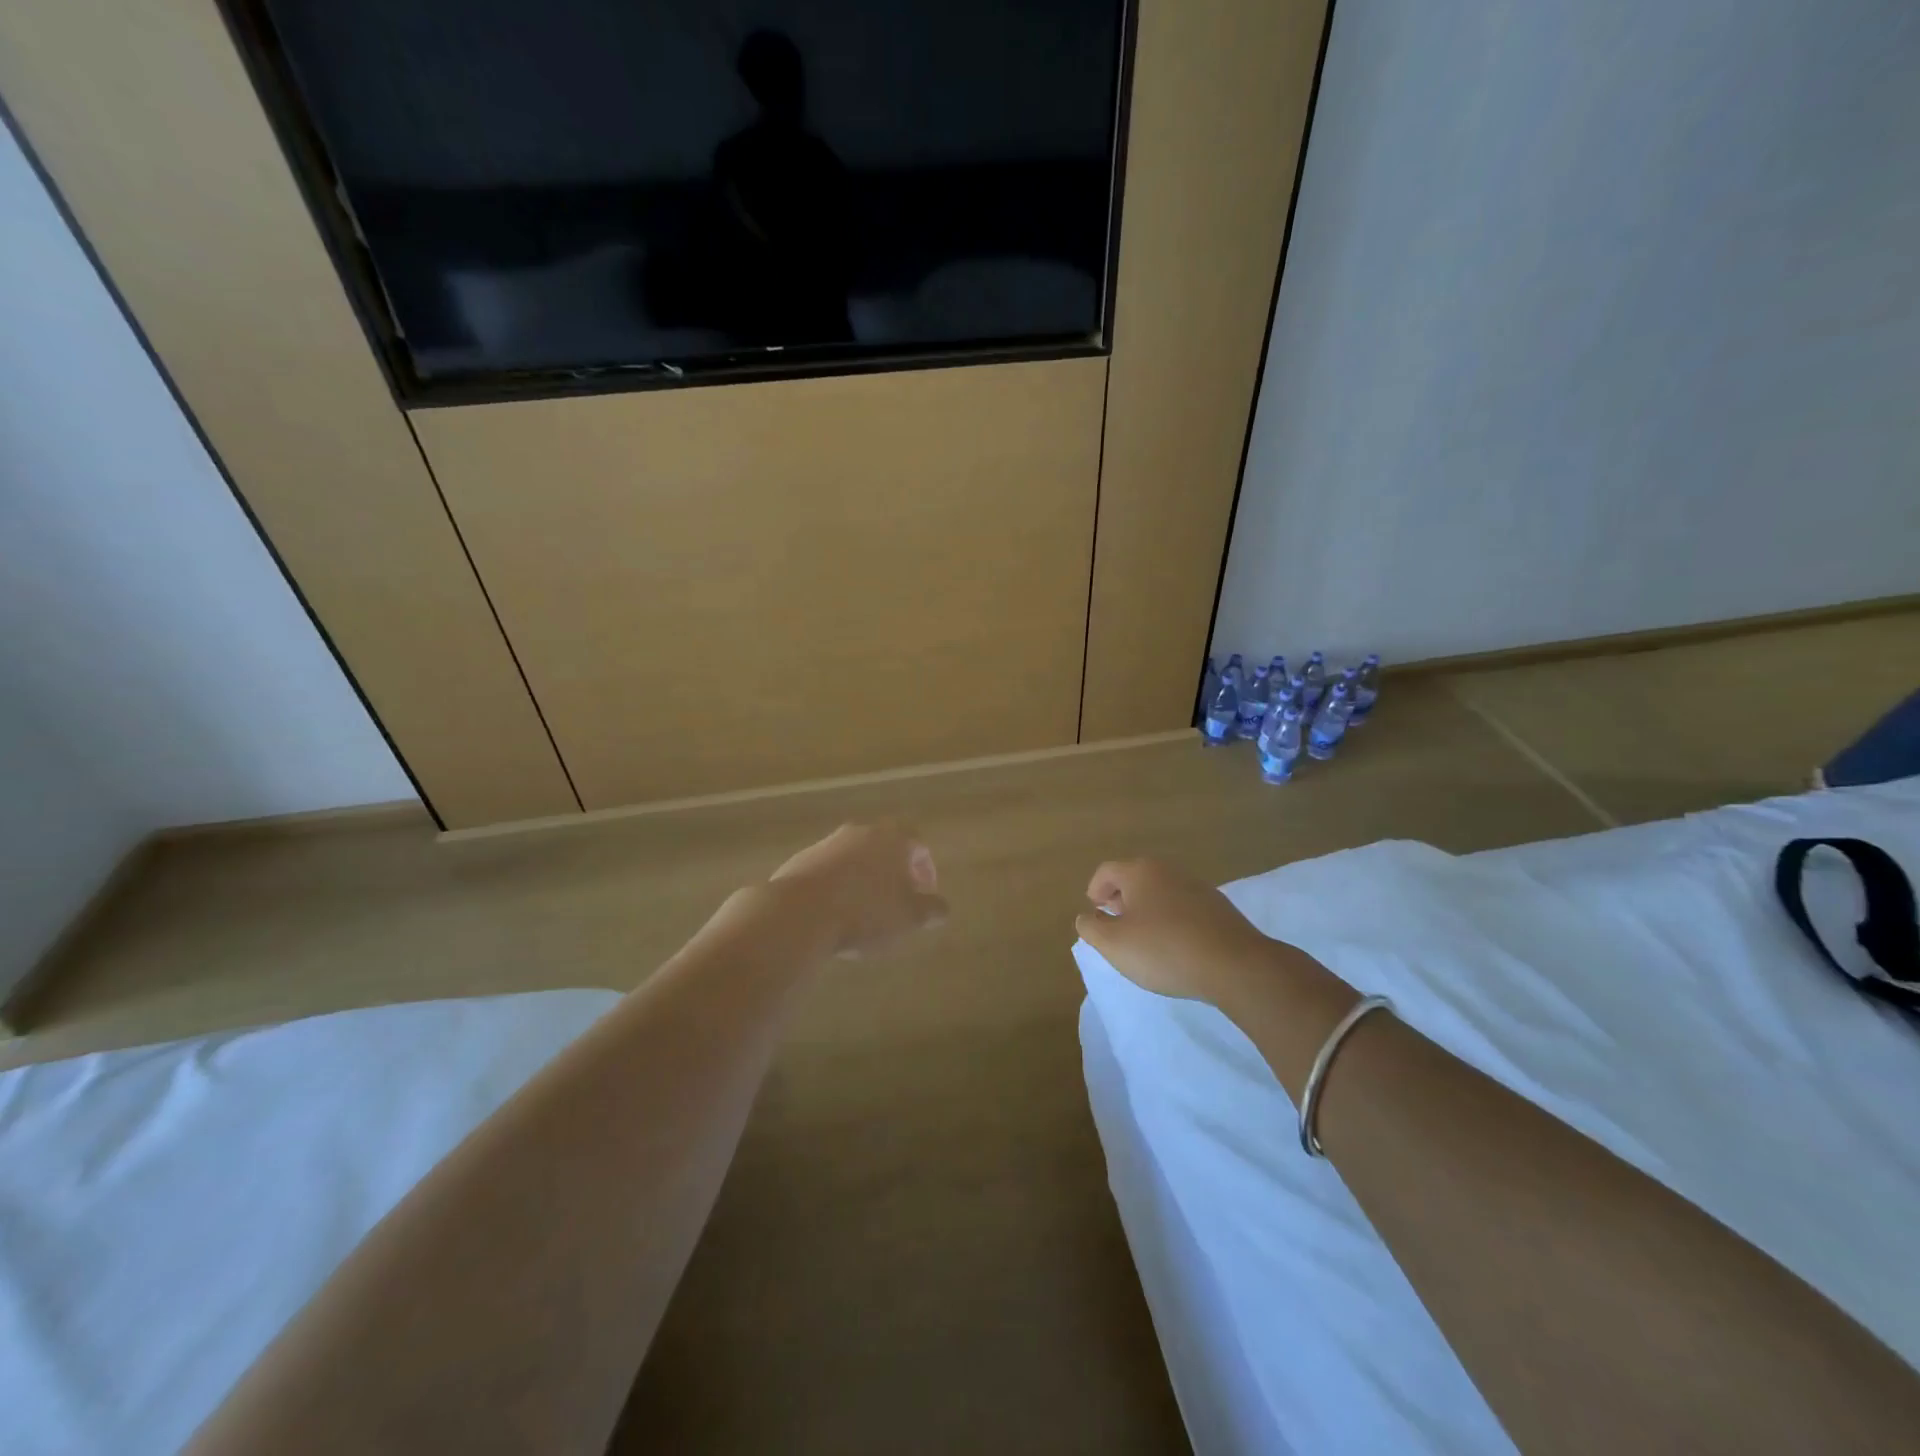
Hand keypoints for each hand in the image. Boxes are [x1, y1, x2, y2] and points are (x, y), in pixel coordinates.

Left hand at [770, 822, 947, 957]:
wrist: (799, 913)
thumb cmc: (866, 912)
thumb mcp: (910, 917)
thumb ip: (931, 910)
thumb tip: (941, 908)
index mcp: (892, 839)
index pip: (918, 844)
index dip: (926, 869)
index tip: (925, 893)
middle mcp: (861, 832)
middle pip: (885, 846)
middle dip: (894, 871)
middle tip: (898, 898)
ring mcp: (828, 844)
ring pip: (855, 857)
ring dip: (865, 878)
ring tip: (866, 909)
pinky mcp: (802, 860)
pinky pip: (829, 870)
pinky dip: (838, 885)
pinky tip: (836, 912)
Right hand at [1075, 858, 1283, 1006]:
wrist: (1235, 966)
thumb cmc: (1164, 950)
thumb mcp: (1114, 944)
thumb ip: (1091, 928)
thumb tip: (1085, 916)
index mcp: (1140, 872)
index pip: (1106, 871)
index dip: (1094, 889)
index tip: (1094, 912)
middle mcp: (1168, 871)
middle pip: (1135, 878)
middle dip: (1120, 898)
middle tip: (1115, 924)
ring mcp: (1197, 887)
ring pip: (1161, 892)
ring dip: (1147, 909)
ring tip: (1144, 938)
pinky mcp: (1219, 908)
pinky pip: (1183, 907)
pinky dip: (1171, 920)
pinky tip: (1174, 946)